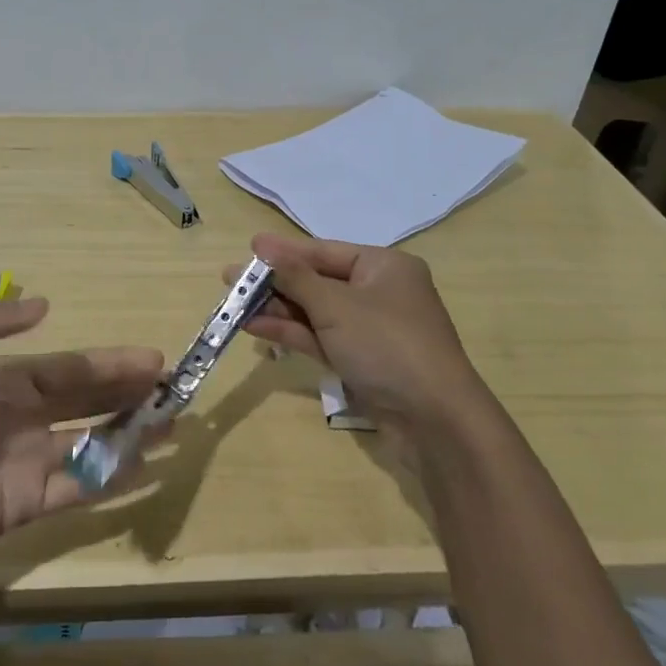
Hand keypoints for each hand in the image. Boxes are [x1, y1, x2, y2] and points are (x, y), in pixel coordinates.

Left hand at [0, 299, 161, 602]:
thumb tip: (45, 304)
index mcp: (0, 381)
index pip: (67, 367)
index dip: (110, 362)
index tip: (153, 359)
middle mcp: (20, 417)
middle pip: (86, 398)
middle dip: (127, 391)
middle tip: (174, 388)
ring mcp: (26, 462)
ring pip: (91, 440)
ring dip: (130, 431)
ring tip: (172, 424)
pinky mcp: (27, 505)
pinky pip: (79, 485)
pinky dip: (112, 476)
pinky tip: (144, 467)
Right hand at [232, 232, 481, 432]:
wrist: (435, 420)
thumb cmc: (386, 345)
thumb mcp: (335, 305)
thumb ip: (295, 276)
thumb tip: (261, 244)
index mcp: (384, 267)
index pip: (324, 251)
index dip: (284, 251)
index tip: (248, 248)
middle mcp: (379, 293)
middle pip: (317, 281)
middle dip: (275, 283)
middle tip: (230, 280)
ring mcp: (370, 330)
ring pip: (316, 312)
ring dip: (278, 310)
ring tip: (234, 306)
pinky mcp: (362, 361)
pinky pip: (321, 338)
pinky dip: (292, 333)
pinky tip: (256, 328)